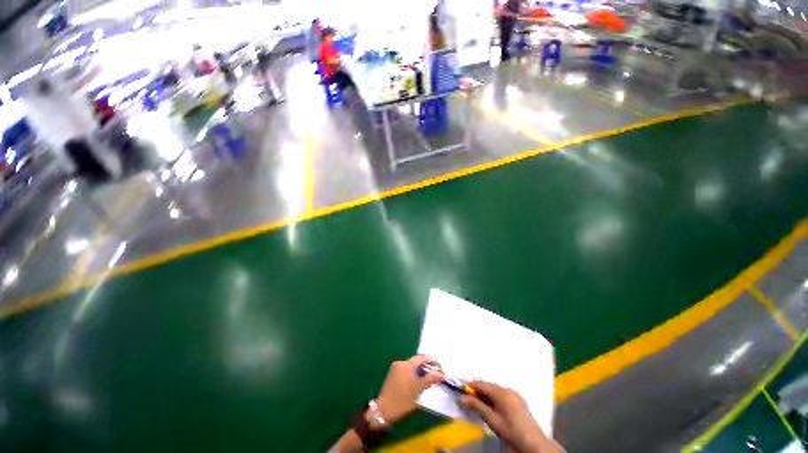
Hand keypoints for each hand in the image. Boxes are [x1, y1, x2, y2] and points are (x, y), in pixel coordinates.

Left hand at [376, 355, 444, 423]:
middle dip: (427, 365)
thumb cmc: (402, 400)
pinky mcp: (393, 373)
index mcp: (407, 364)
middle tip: (436, 373)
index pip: (423, 357)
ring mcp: (396, 367)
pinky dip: (413, 372)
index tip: (441, 369)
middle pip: (417, 360)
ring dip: (421, 369)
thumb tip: (442, 375)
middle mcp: (401, 362)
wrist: (383, 410)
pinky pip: (406, 369)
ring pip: (412, 365)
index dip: (433, 361)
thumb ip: (431, 379)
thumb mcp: (419, 390)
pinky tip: (417, 380)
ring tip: (428, 378)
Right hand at [459, 382, 559, 452]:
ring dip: (485, 395)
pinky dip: (493, 399)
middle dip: (477, 391)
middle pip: (488, 386)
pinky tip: (491, 407)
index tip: (460, 390)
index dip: (470, 387)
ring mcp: (514, 395)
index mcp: (502, 392)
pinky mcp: (518, 401)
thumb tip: (460, 397)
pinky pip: (502, 395)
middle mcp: (508, 389)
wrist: (535, 444)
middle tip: (467, 400)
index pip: (482, 384)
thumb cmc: (511, 431)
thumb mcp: (492, 420)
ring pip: (495, 390)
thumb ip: (476, 406)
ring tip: (478, 405)